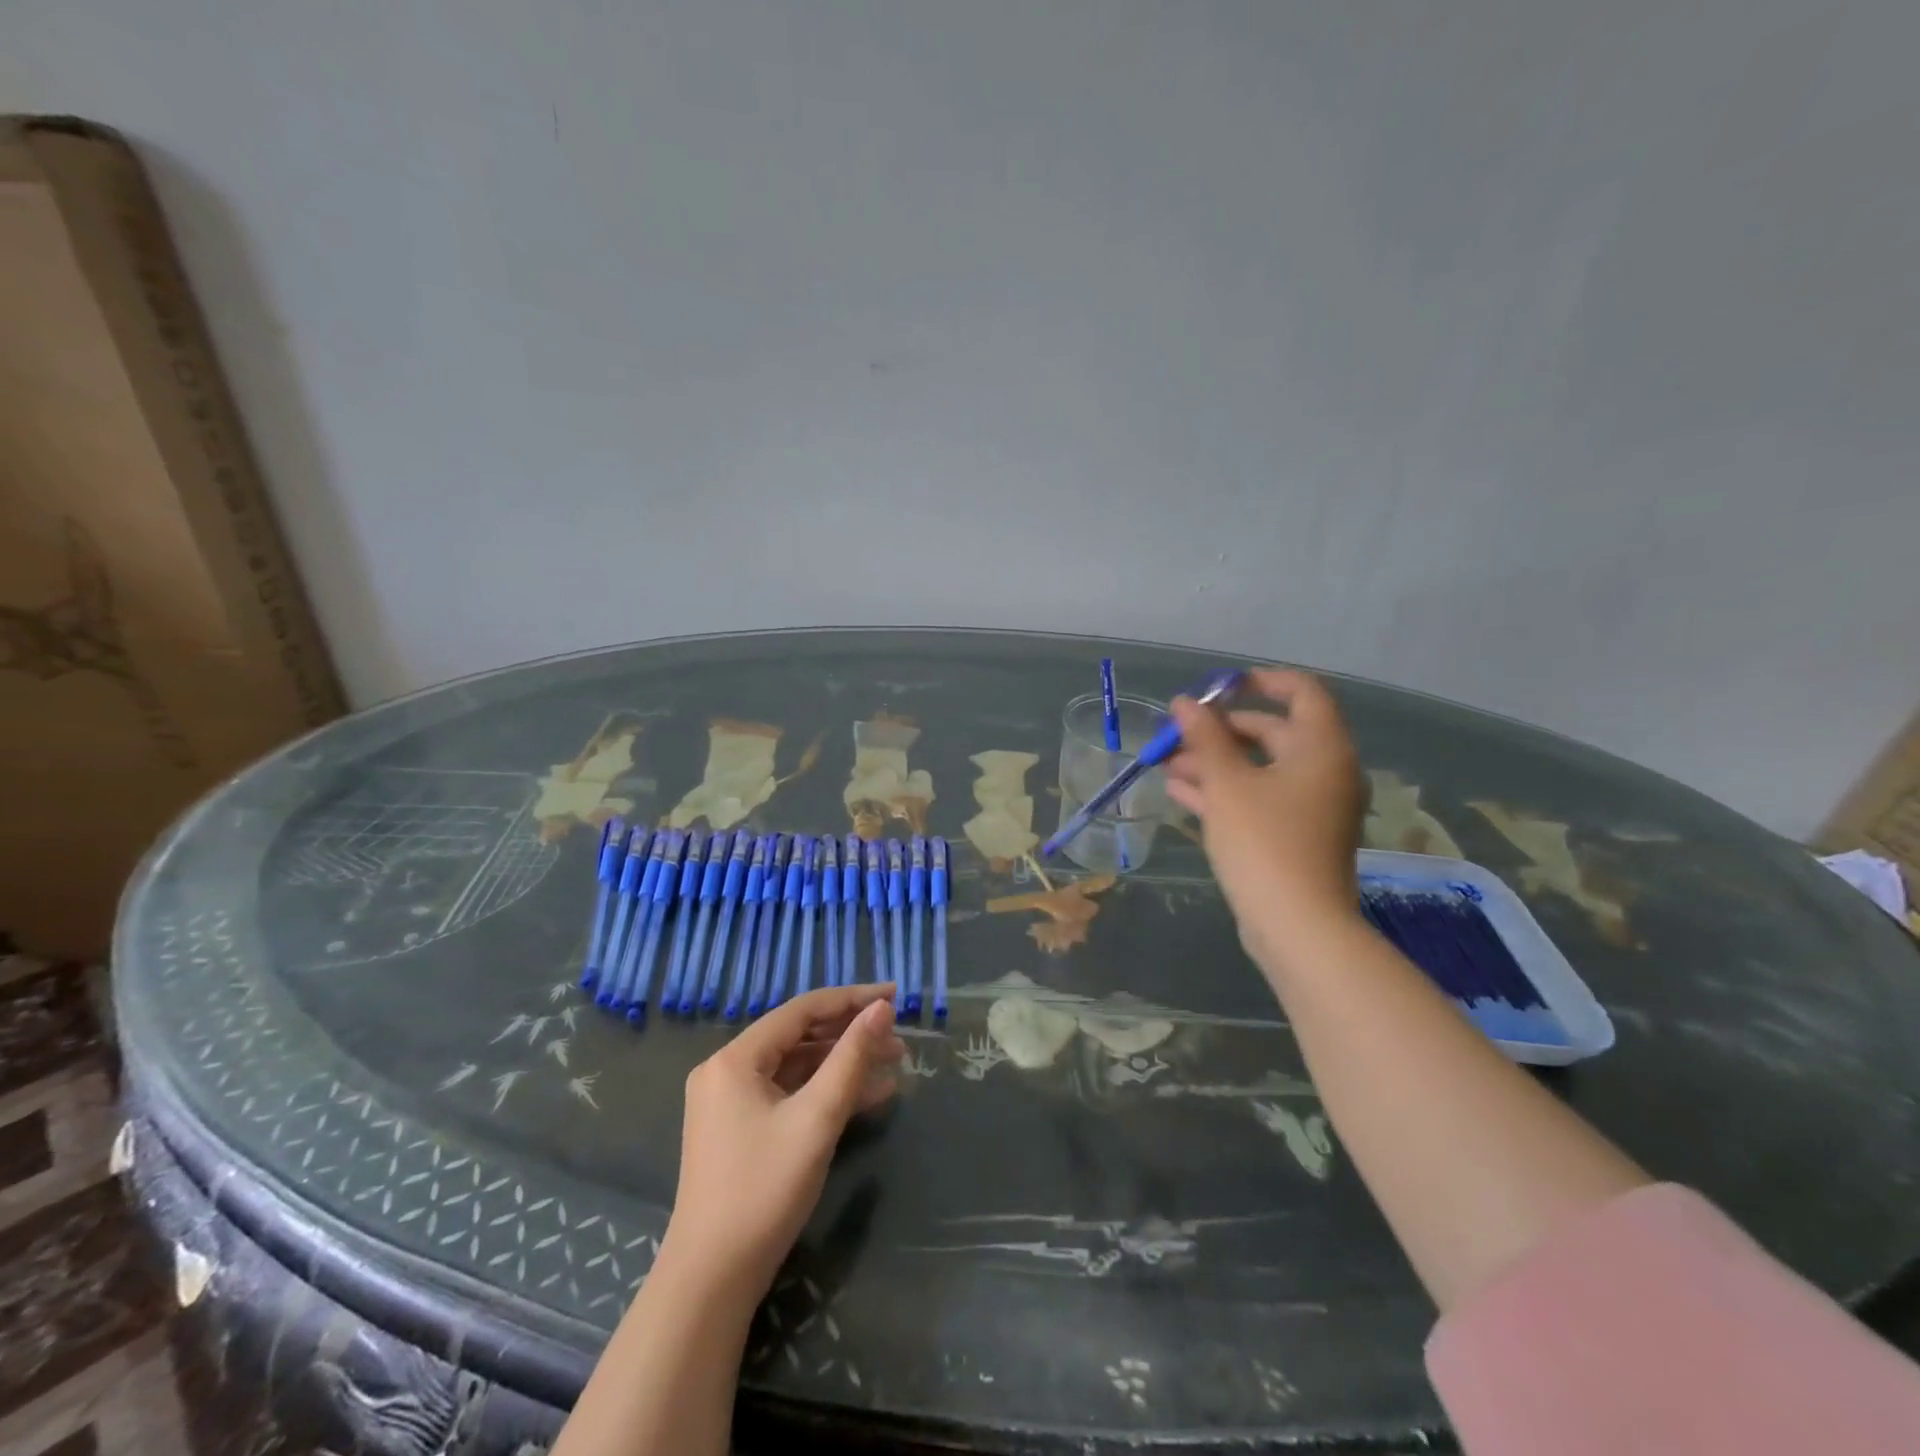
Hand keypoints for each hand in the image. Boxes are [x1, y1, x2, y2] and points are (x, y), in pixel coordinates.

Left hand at [664, 983, 904, 1301]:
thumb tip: (882, 1009)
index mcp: (735, 1059)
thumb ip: (851, 1058)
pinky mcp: (741, 1130)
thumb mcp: (816, 1118)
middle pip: (800, 1036)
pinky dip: (826, 1092)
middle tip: (899, 1035)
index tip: (894, 995)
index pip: (802, 1010)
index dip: (851, 999)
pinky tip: (870, 1094)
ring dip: (844, 1064)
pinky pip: (790, 1095)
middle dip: (851, 1034)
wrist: (712, 1281)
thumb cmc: (764, 1190)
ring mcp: (732, 1102)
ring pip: (798, 1067)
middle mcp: (728, 1071)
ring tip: (894, 1062)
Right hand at [1166, 668, 1364, 968]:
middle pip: (1273, 732)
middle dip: (1221, 731)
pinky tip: (1180, 792)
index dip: (1260, 681)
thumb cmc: (1264, 842)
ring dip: (1215, 763)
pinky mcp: (1294, 836)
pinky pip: (1259, 800)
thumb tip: (1185, 702)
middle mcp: (1325, 771)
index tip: (1218, 688)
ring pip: (1260, 770)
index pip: (1302, 691)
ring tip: (1167, 765)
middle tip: (1178, 733)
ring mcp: (1311, 807)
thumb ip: (1205, 738)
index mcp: (1321, 748)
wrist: (1296, 926)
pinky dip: (1224, 792)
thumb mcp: (1227, 784)